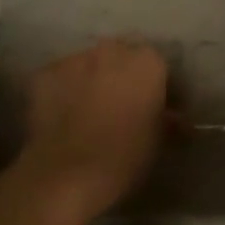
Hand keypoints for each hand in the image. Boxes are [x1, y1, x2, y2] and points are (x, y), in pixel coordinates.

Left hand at [16, 39, 167, 224]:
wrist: (67, 175)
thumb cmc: (124, 156)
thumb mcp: (158, 140)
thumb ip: (169, 120)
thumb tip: (178, 120)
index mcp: (147, 62)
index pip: (158, 65)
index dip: (157, 85)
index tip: (156, 106)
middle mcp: (111, 50)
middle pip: (121, 57)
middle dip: (123, 76)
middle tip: (122, 105)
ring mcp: (75, 59)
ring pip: (89, 64)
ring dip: (93, 80)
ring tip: (89, 110)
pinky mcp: (45, 74)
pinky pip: (60, 78)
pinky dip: (64, 91)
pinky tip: (63, 115)